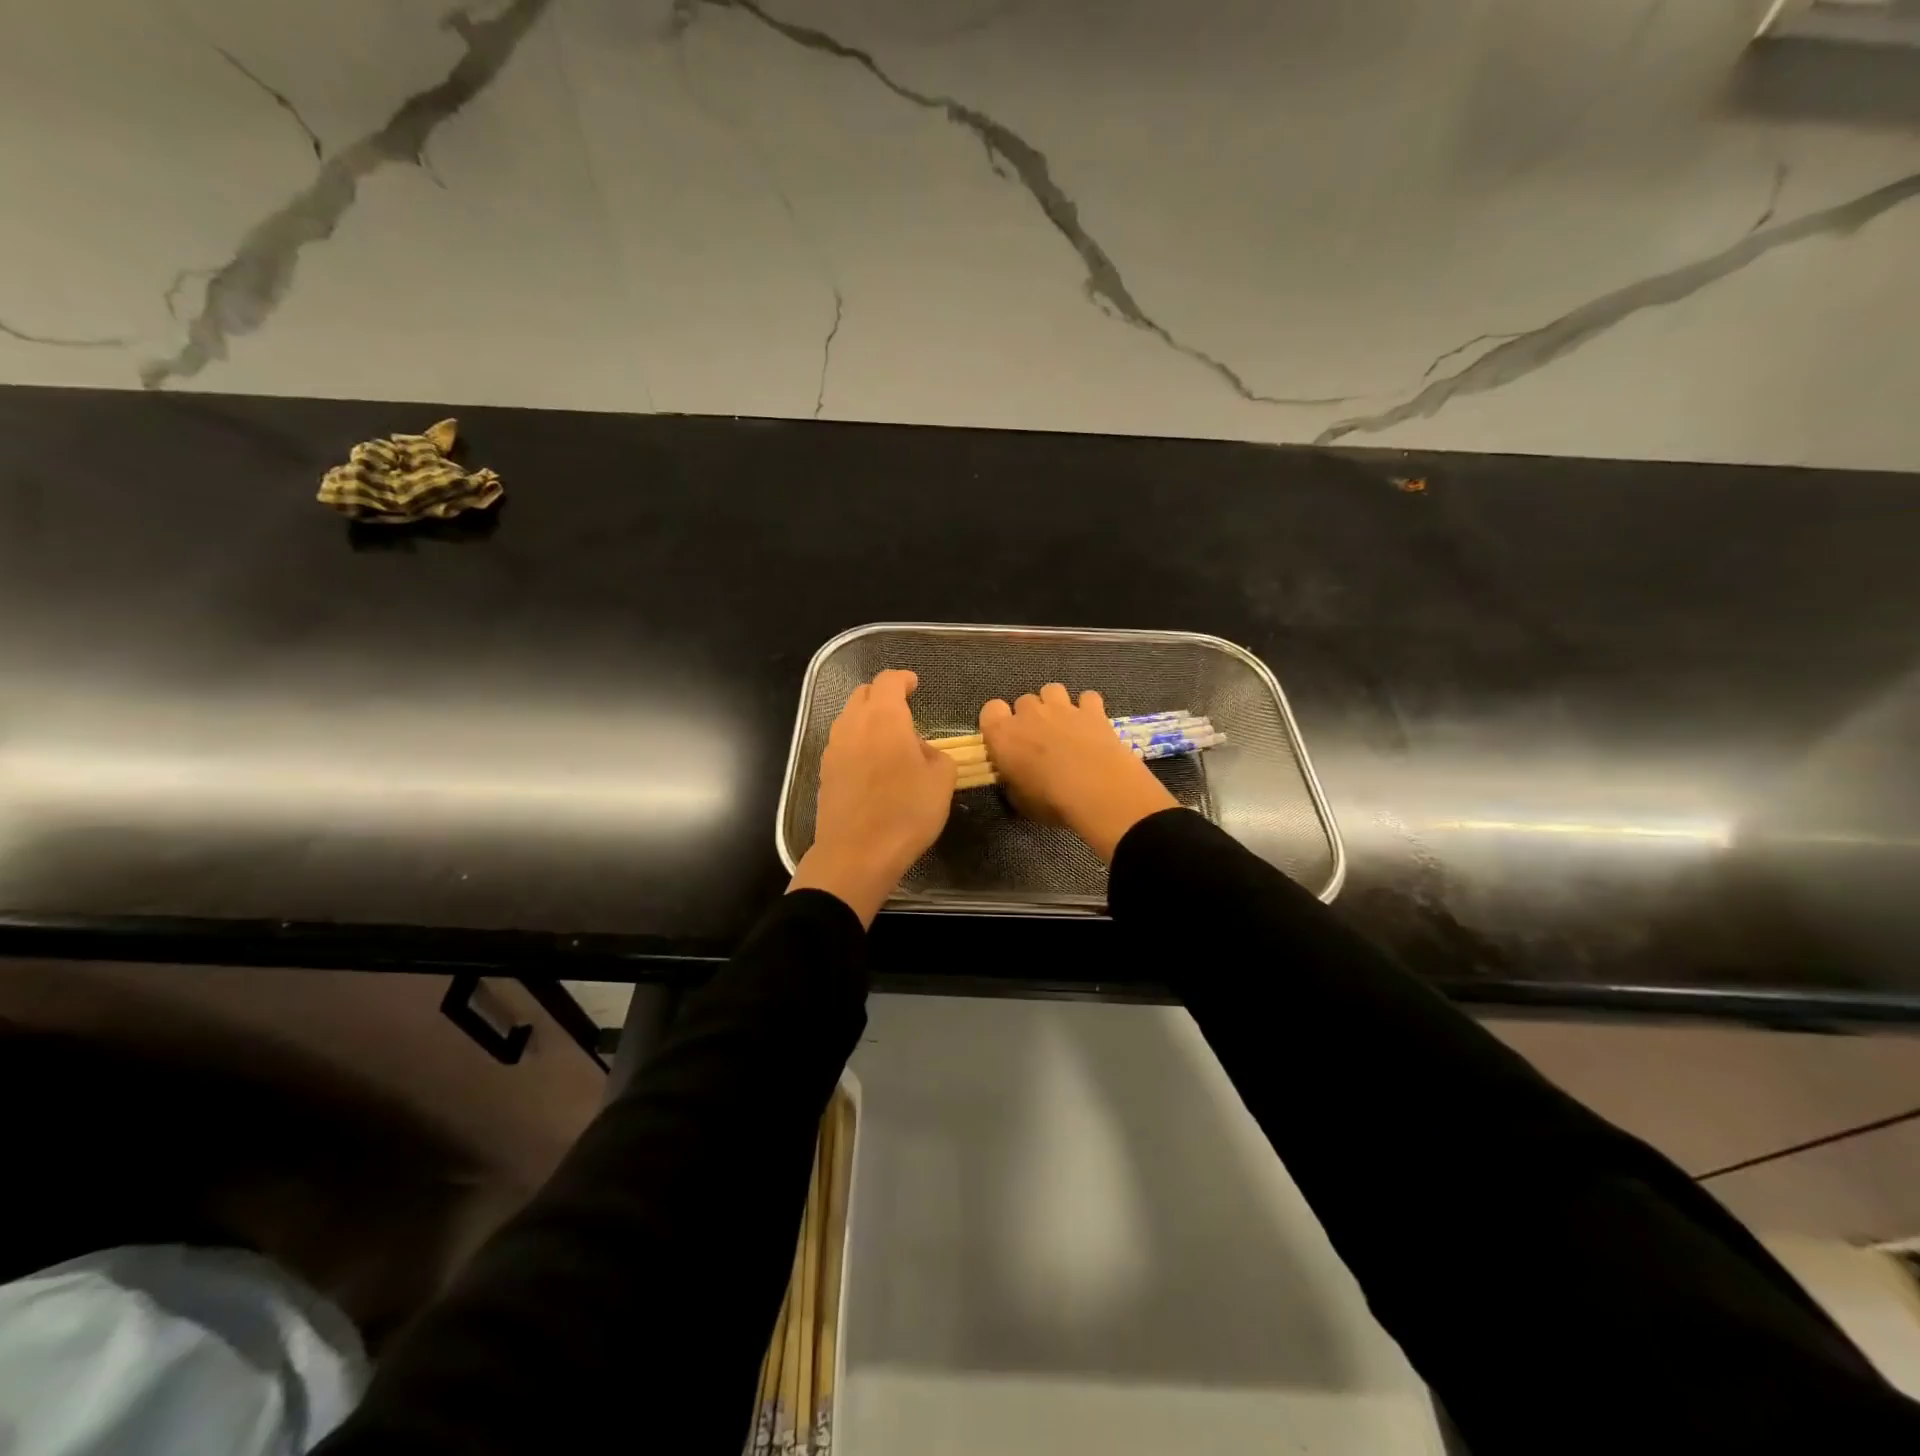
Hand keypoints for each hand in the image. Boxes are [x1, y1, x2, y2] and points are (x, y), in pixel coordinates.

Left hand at [789, 668, 956, 925]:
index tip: (915, 684)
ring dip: (867, 719)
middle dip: (883, 695)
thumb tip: (921, 751)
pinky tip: (872, 764)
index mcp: (884, 717)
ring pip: (849, 718)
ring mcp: (833, 748)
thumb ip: (936, 755)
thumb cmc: (906, 812)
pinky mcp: (824, 772)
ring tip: (888, 738)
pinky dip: (857, 742)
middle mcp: (853, 724)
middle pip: (864, 694)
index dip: (903, 679)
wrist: (857, 853)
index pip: (889, 681)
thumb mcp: (941, 781)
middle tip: (903, 708)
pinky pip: (842, 743)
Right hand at [979, 684, 1179, 861]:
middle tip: (1039, 741)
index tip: (1006, 741)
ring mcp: (1062, 707)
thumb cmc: (1050, 800)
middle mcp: (1029, 713)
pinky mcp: (1092, 710)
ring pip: (1052, 690)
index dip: (997, 722)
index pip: (990, 710)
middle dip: (1029, 716)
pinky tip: (1091, 725)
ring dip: (1054, 704)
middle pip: (1023, 701)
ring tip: (1063, 726)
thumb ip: (1012, 781)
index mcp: (1003, 734)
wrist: (1098, 790)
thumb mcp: (1019, 800)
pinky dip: (1088, 708)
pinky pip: (1086, 698)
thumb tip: (1015, 777)